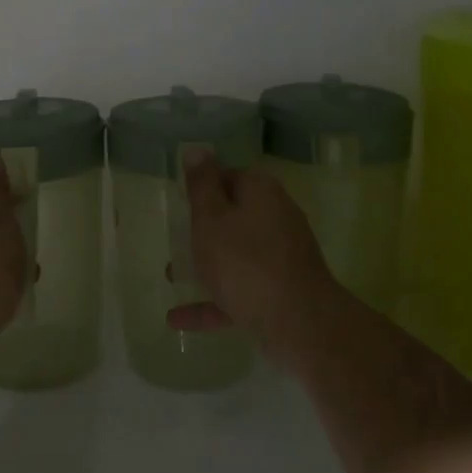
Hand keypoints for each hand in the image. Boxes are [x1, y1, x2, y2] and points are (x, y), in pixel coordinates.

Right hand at [168, 152, 336, 361]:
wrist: (300, 323)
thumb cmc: (245, 262)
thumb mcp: (211, 218)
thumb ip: (201, 185)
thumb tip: (198, 148)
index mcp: (261, 192)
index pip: (228, 177)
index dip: (202, 188)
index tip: (180, 204)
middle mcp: (277, 217)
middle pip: (234, 216)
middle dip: (203, 229)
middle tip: (174, 239)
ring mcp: (282, 257)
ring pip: (237, 255)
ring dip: (206, 265)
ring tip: (171, 276)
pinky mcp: (282, 292)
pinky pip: (241, 290)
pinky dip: (213, 300)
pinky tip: (178, 319)